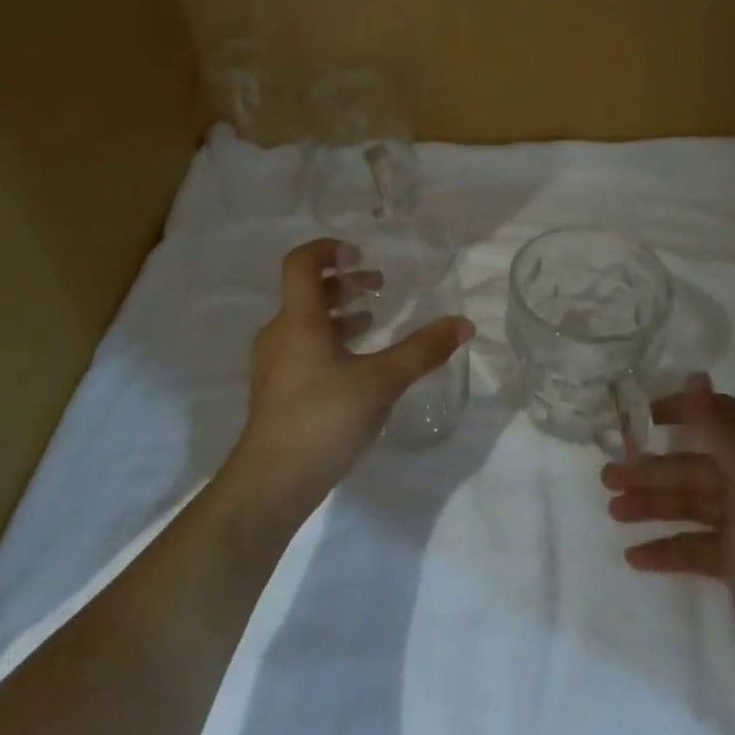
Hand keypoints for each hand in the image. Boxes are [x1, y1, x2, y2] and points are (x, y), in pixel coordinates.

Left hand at [226, 238, 473, 529]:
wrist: (271, 484)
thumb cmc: (323, 420)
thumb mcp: (381, 383)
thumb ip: (422, 351)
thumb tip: (463, 323)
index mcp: (298, 320)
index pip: (301, 262)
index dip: (329, 249)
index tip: (361, 256)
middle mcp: (280, 333)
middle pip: (307, 290)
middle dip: (344, 282)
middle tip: (379, 286)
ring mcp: (273, 363)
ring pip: (305, 320)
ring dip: (338, 312)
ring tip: (374, 320)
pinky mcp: (276, 389)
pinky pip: (303, 346)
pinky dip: (330, 339)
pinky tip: (356, 364)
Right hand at [602, 375, 734, 691]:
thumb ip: (719, 427)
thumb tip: (694, 376)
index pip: (722, 418)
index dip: (683, 411)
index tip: (642, 416)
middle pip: (696, 465)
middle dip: (653, 469)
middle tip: (608, 475)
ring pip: (690, 504)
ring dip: (651, 506)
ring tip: (612, 512)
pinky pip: (693, 544)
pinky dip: (665, 547)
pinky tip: (634, 555)